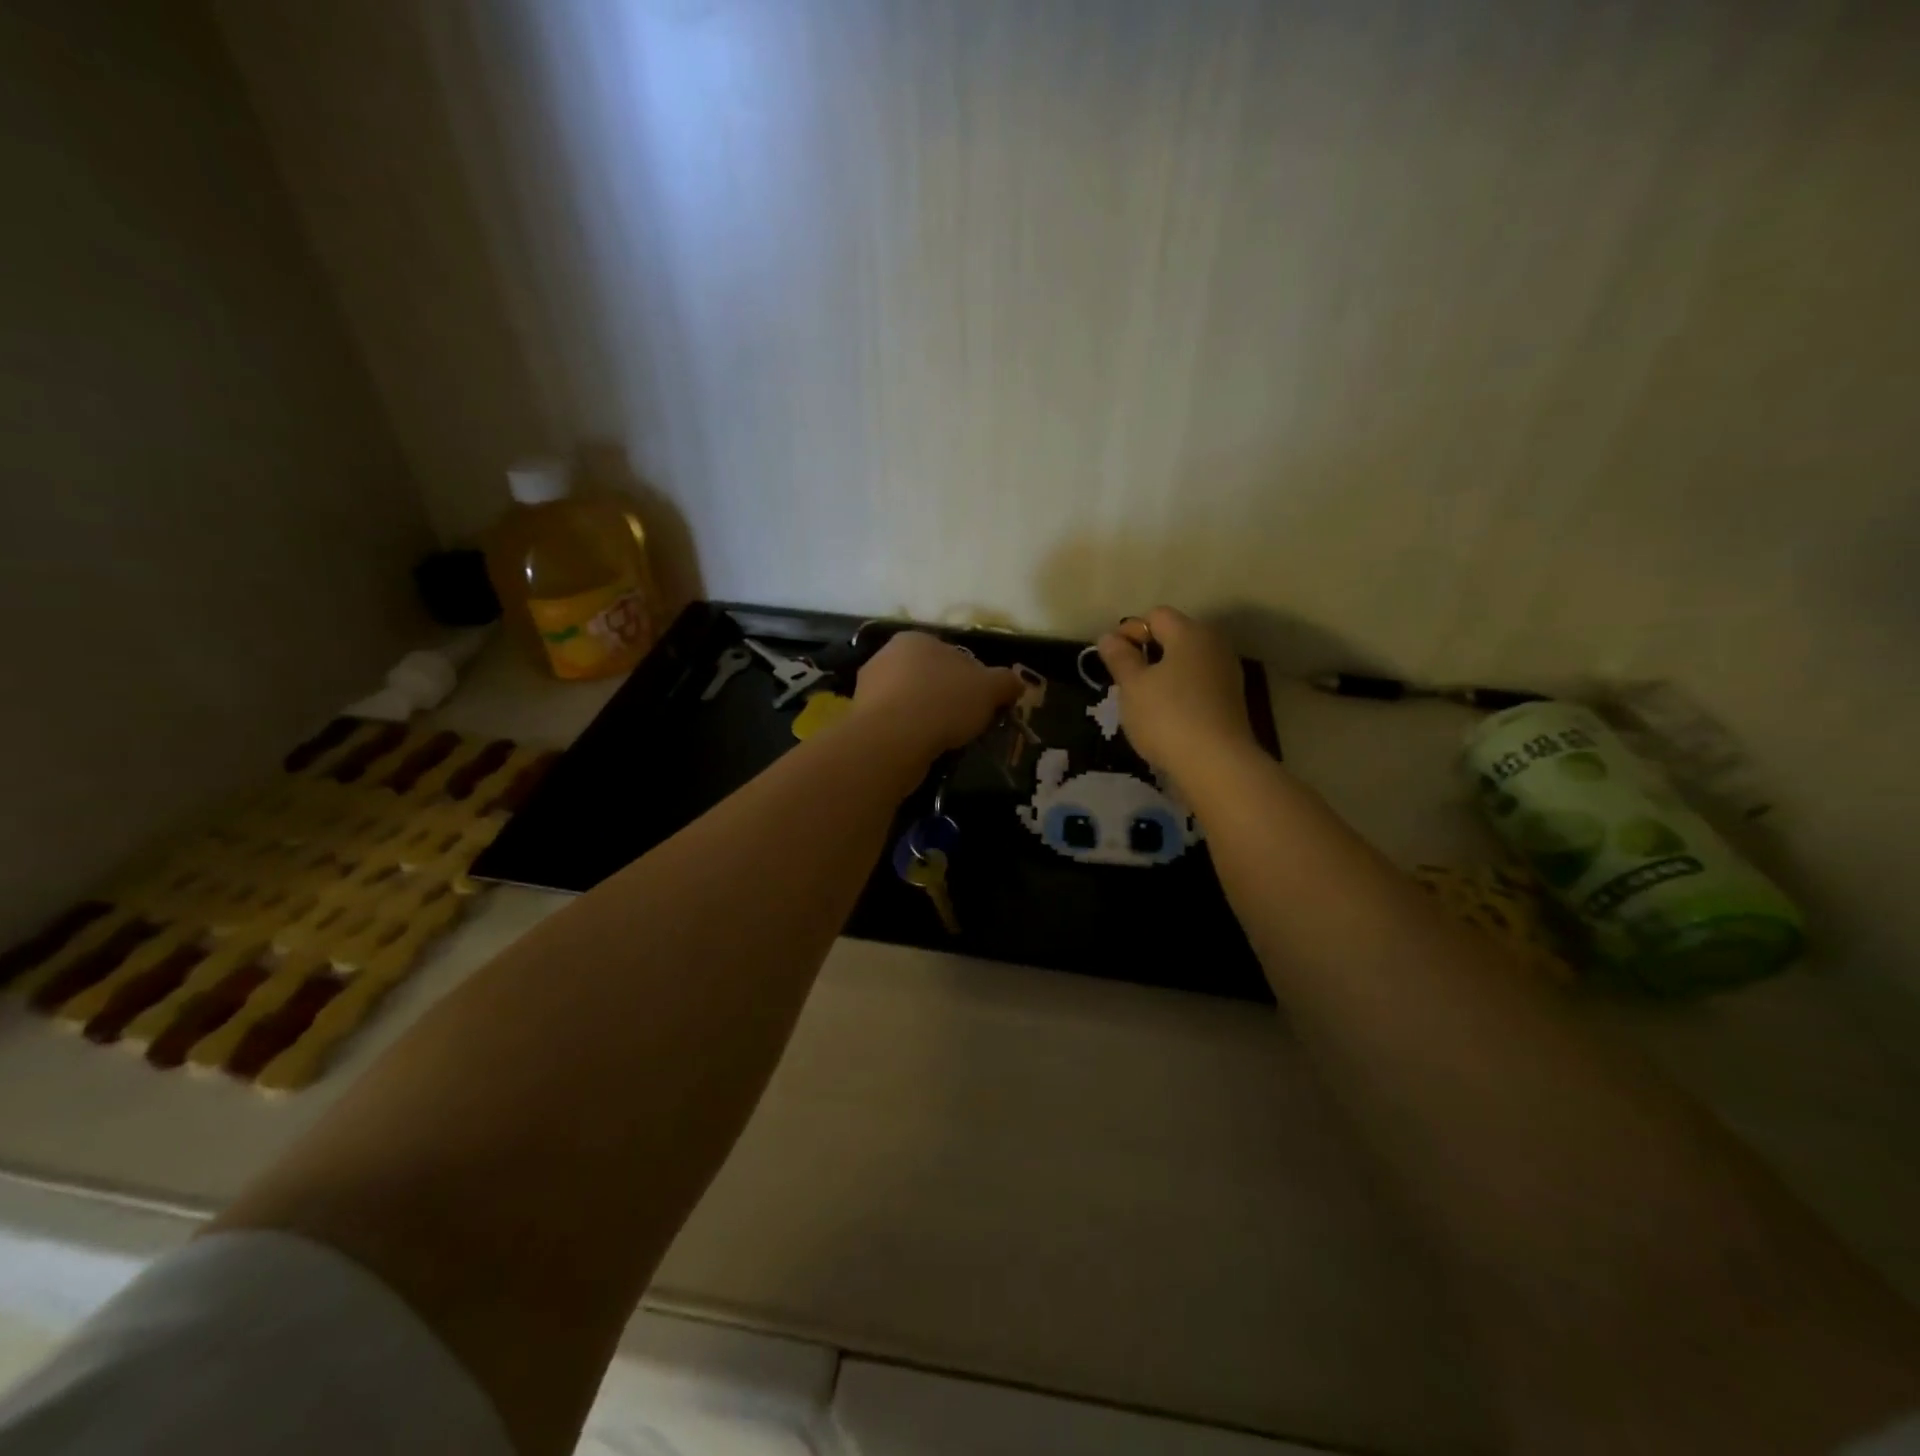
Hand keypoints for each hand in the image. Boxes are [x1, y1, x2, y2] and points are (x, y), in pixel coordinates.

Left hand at [852, 631, 1022, 758]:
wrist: (891, 740)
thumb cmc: (942, 702)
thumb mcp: (989, 689)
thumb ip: (1006, 682)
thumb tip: (1016, 683)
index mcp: (917, 639)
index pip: (953, 655)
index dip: (974, 680)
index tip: (984, 703)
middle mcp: (887, 656)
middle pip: (930, 677)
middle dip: (948, 697)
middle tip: (966, 722)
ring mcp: (869, 687)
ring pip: (911, 700)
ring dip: (927, 716)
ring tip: (945, 739)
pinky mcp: (861, 718)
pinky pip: (895, 723)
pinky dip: (909, 733)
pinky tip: (922, 747)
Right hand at [1096, 607, 1255, 772]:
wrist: (1216, 764)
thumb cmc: (1167, 717)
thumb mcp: (1133, 686)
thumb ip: (1119, 657)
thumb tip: (1109, 637)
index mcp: (1190, 633)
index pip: (1155, 616)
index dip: (1130, 631)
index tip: (1111, 659)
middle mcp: (1214, 645)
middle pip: (1174, 636)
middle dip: (1147, 652)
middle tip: (1125, 680)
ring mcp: (1226, 673)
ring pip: (1186, 661)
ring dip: (1163, 673)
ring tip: (1143, 700)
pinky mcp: (1231, 700)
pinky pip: (1198, 683)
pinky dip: (1180, 691)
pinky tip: (1166, 715)